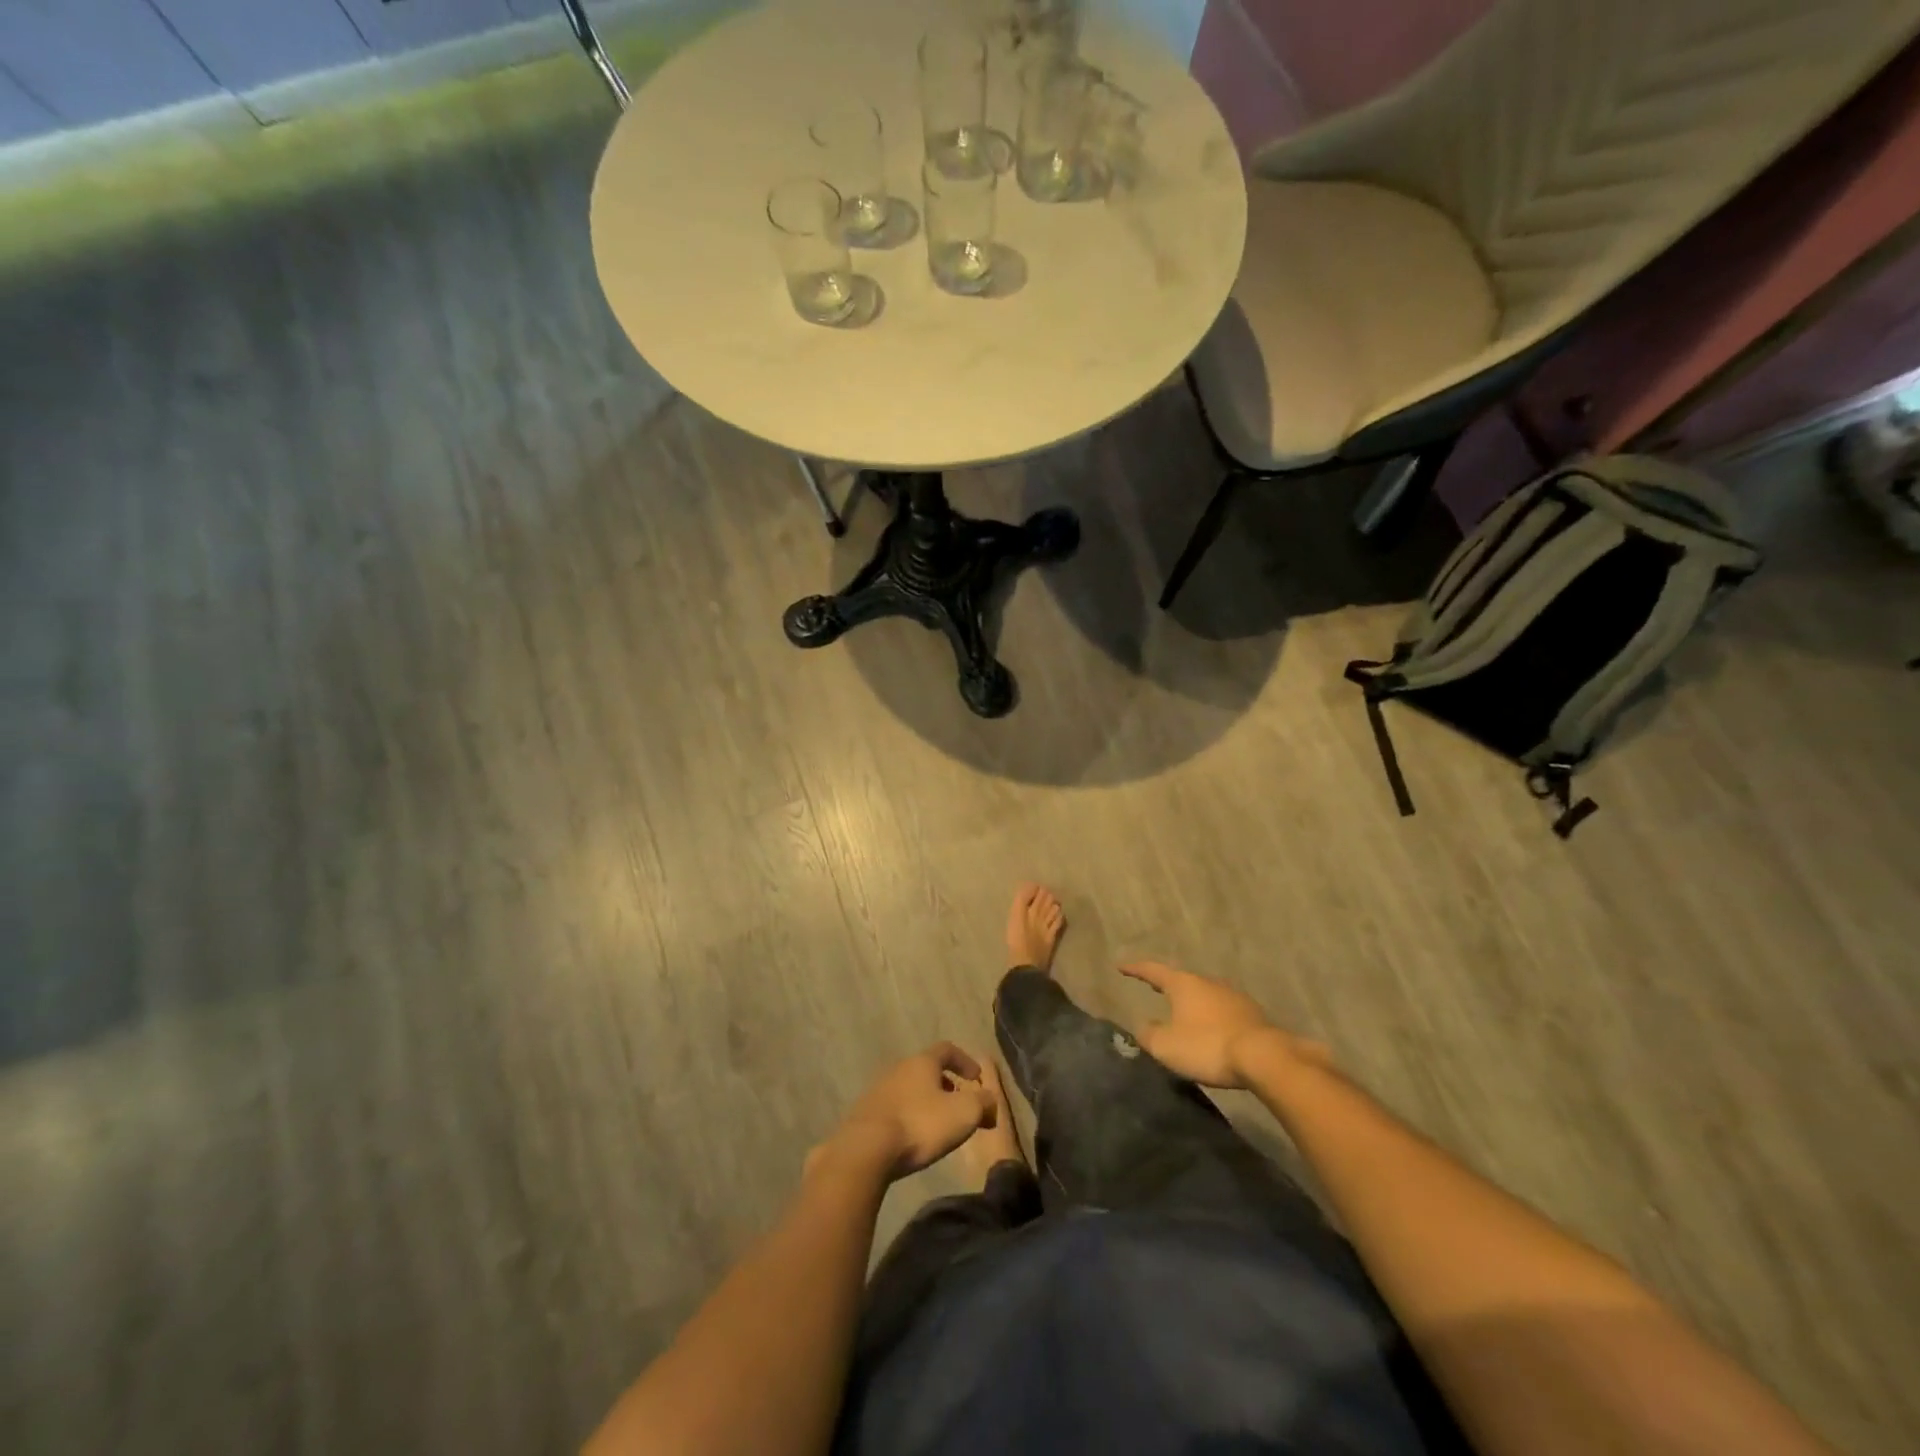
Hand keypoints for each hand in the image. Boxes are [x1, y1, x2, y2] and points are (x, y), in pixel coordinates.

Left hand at [826, 1043, 996, 1179]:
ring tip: (938, 1126)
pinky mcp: (865, 1114)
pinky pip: (894, 1109)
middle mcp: (898, 1068)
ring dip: (926, 1102)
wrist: (866, 1149)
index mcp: (922, 1062)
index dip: (965, 1061)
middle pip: (927, 1070)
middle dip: (946, 1085)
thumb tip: (990, 1102)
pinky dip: (908, 1117)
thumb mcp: (963, 1114)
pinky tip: (913, 1138)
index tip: (976, 1078)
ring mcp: (878, 1090)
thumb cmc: (920, 1124)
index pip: (947, 1049)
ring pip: (909, 1089)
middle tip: (960, 1106)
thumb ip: (983, 1103)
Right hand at [1118, 961, 1328, 1089]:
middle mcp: (1207, 982)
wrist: (1263, 1057)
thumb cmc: (1207, 1046)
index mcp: (1183, 984)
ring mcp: (1232, 996)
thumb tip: (1143, 1027)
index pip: (1153, 971)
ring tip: (1183, 1011)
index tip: (1121, 966)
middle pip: (1181, 980)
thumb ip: (1149, 1034)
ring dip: (1192, 1001)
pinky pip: (1223, 1010)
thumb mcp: (1166, 1046)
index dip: (1135, 969)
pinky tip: (1212, 1028)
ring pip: (1204, 994)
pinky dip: (1211, 1016)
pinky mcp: (1251, 1014)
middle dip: (1167, 984)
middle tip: (1153, 986)